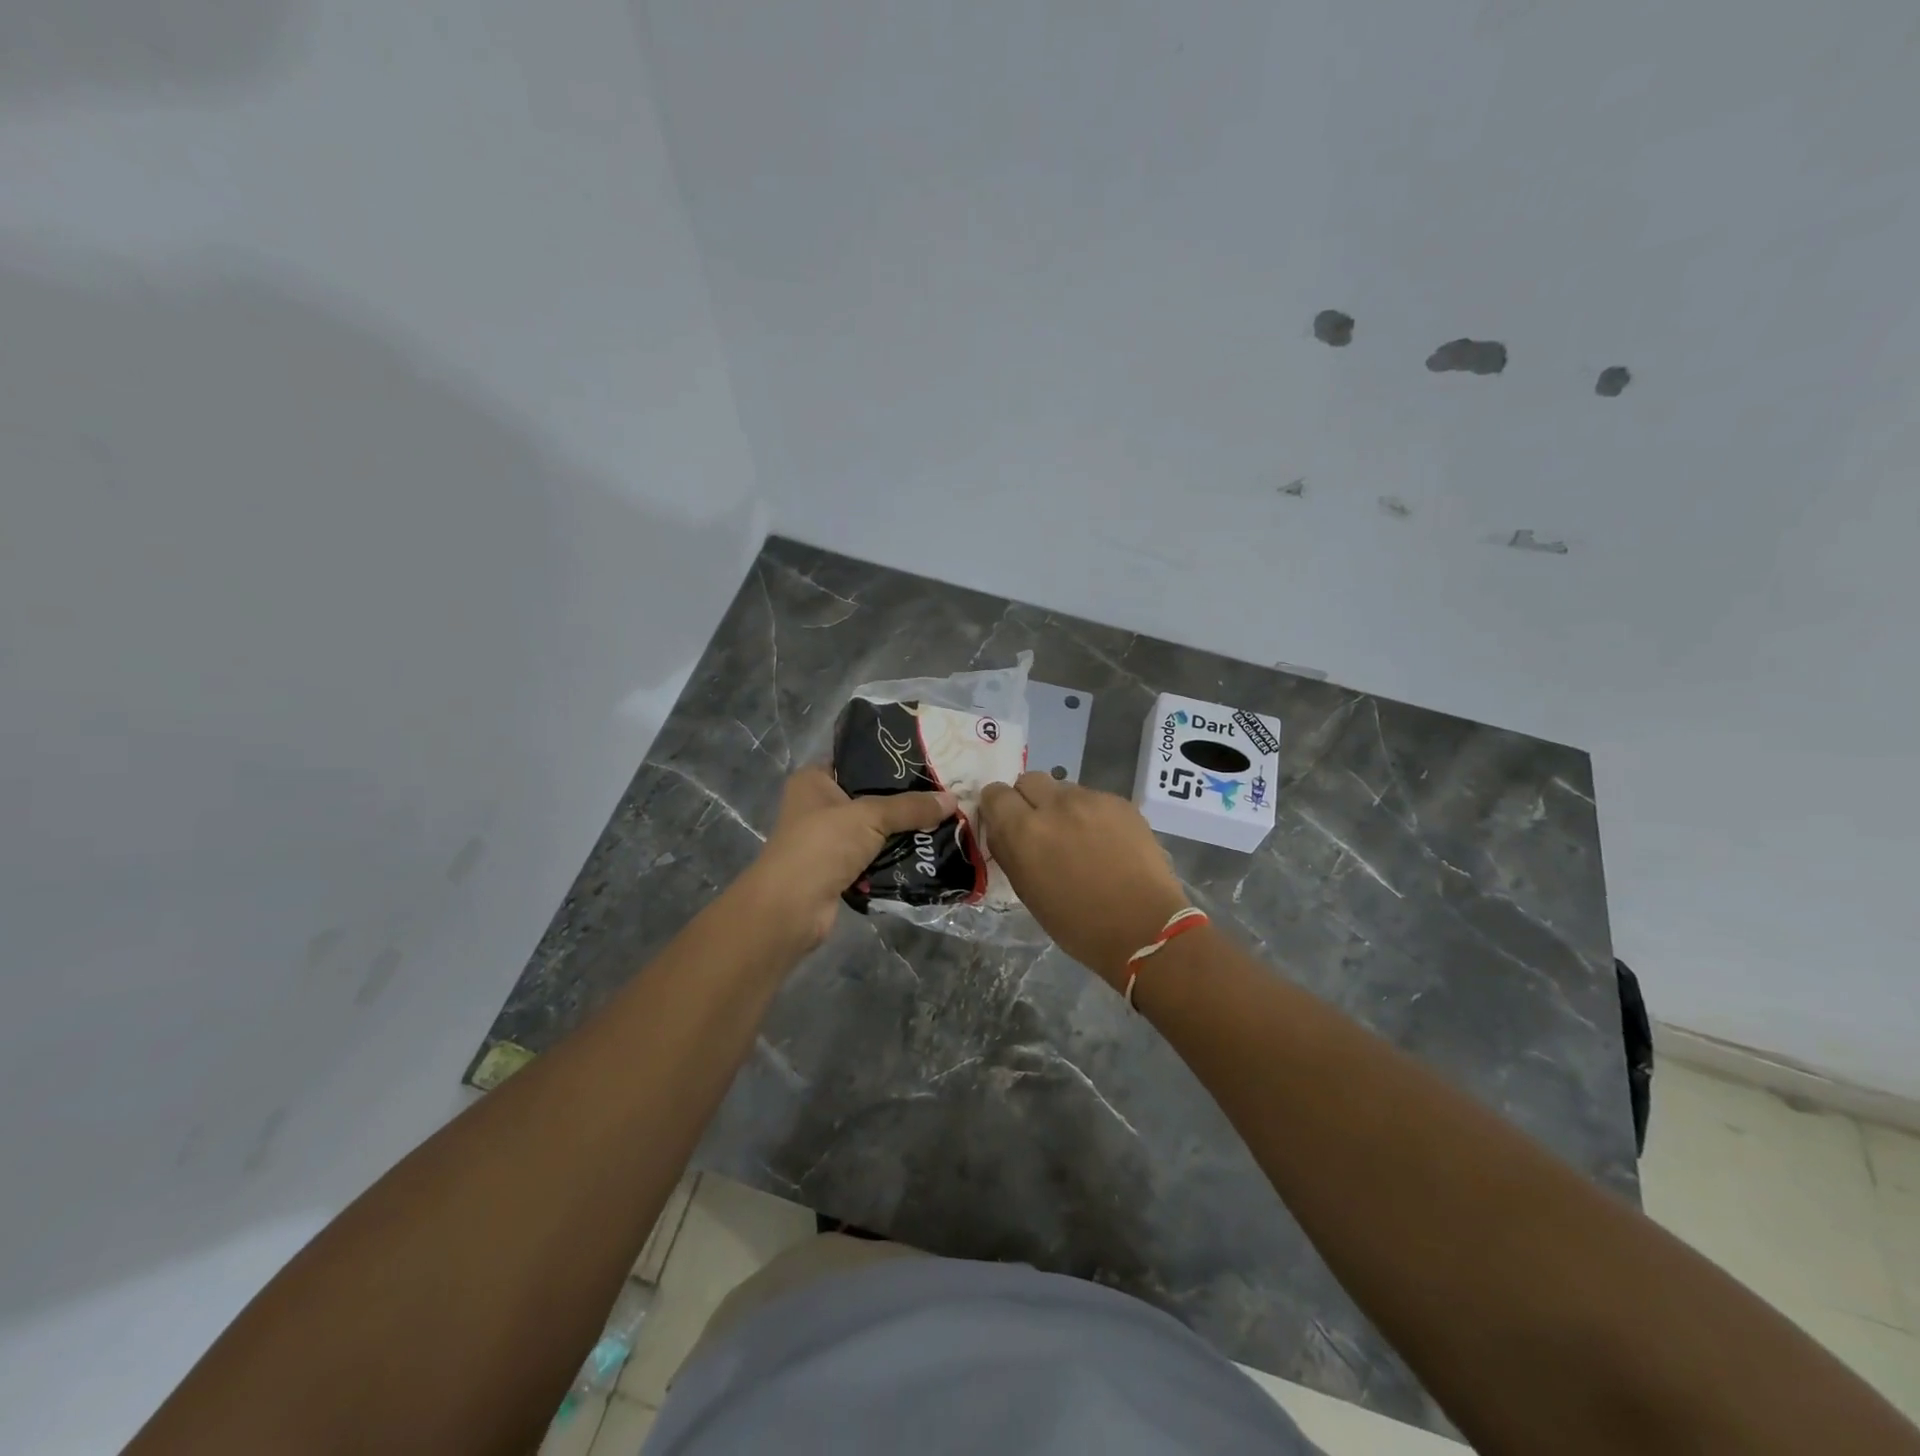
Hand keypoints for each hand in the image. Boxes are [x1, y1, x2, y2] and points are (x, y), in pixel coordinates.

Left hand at [743, 765, 955, 949]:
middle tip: (944, 792)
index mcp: (814, 780)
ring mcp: (828, 840)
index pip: (856, 759)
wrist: (791, 909)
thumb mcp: (869, 816)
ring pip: (875, 829)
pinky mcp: (839, 869)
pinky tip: (927, 852)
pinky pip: (875, 857)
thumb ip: (910, 807)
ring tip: (944, 820)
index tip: (928, 759)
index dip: (889, 759)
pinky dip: (895, 858)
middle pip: (870, 796)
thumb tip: (953, 799)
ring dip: (903, 831)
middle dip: (904, 799)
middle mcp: (819, 805)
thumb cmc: (822, 846)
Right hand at [979, 773, 1190, 987]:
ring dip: (1062, 807)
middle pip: (1029, 780)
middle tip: (1042, 827)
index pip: (995, 793)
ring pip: (1064, 789)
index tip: (1007, 822)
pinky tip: (1107, 842)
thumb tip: (1003, 830)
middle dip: (1029, 799)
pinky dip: (1092, 815)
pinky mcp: (1120, 802)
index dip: (998, 807)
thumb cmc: (1078, 925)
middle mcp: (1054, 805)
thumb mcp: (1028, 892)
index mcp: (1023, 831)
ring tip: (1079, 837)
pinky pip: (1094, 798)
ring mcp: (1090, 799)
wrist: (1145, 928)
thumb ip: (1010, 852)